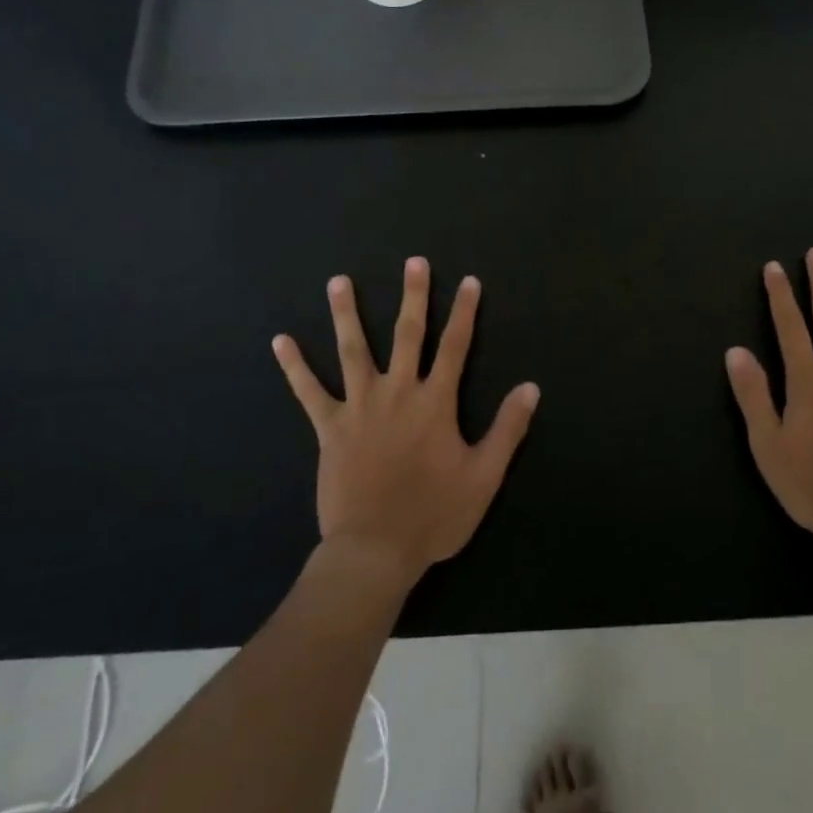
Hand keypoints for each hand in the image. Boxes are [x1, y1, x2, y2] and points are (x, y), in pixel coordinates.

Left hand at [273, 257, 539, 584]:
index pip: (455, 346)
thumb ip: (507, 429)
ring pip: (352, 350)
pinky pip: (309, 392)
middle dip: (413, 296)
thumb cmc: (433, 515)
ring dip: (346, 314)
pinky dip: (295, 366)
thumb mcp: (483, 476)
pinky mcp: (330, 428)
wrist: (374, 550)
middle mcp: (398, 393)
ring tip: (338, 281)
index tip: (468, 281)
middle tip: (413, 262)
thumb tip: (531, 387)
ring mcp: (359, 407)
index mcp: (435, 402)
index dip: (463, 312)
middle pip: (407, 335)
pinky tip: (281, 341)